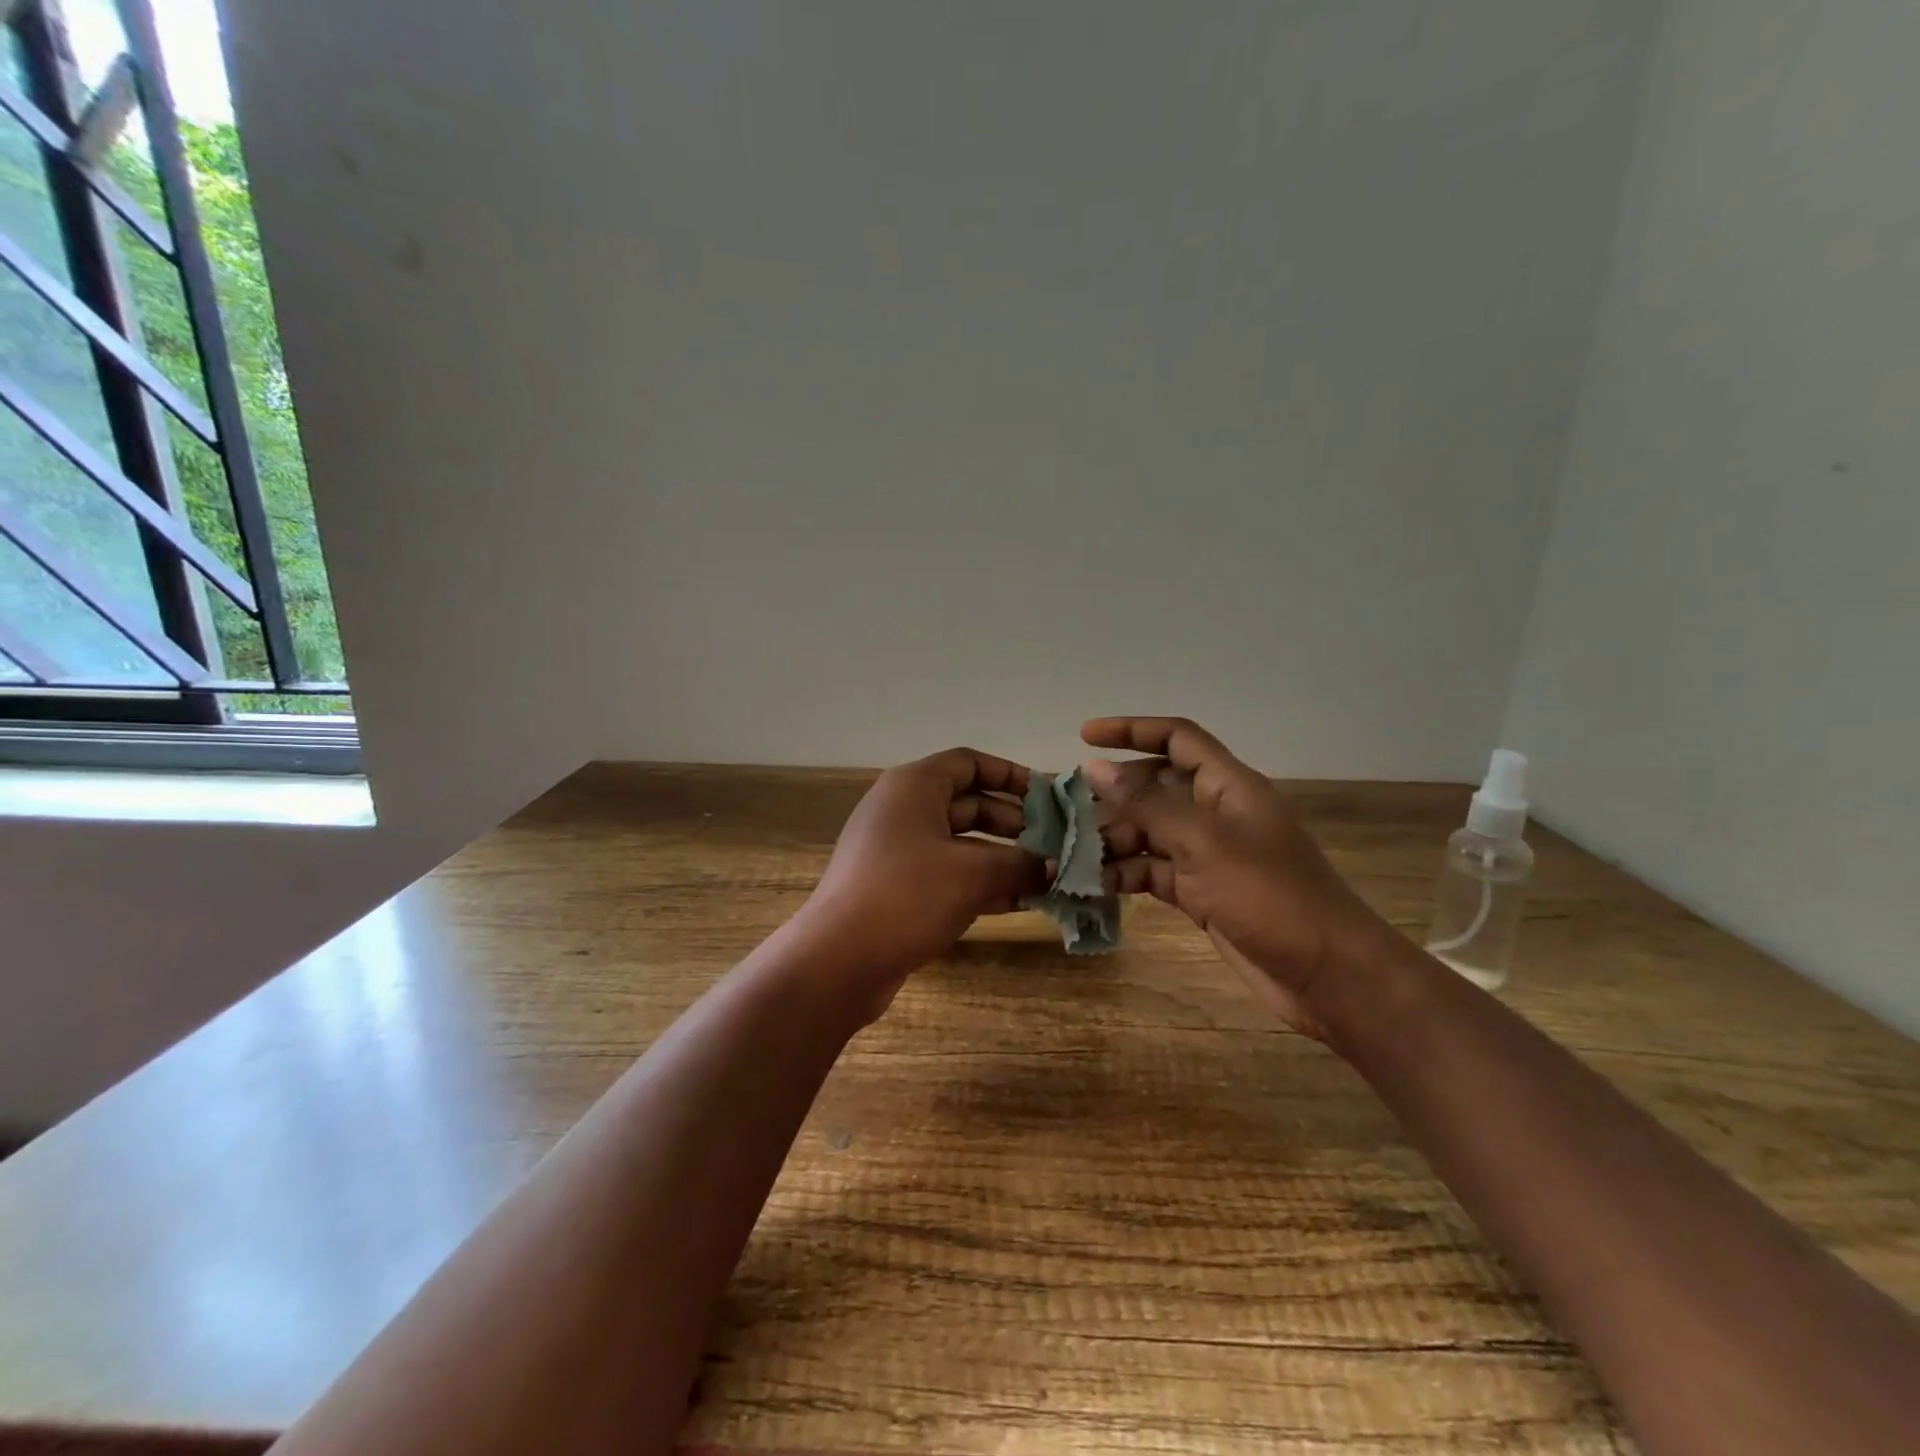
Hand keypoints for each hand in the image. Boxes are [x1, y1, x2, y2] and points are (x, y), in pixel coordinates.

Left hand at [793, 748, 1046, 1021]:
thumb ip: (1020, 864)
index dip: (1010, 775)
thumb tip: (1055, 866)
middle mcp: (903, 810)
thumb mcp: (973, 875)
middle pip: (968, 804)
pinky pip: (948, 874)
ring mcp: (897, 851)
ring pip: (961, 844)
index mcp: (913, 786)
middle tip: (1055, 842)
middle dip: (1014, 823)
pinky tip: (1020, 903)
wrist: (838, 960)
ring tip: (1048, 876)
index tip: (1048, 797)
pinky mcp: (897, 888)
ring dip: (1003, 859)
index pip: (969, 763)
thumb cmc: (907, 896)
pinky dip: (981, 884)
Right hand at [1082, 717, 1391, 1038]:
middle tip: (1065, 811)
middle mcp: (1215, 814)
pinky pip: (1153, 873)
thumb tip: (1094, 768)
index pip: (1177, 739)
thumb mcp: (1203, 843)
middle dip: (1112, 795)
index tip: (1085, 735)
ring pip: (1149, 833)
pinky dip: (1125, 876)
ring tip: (1068, 856)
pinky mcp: (1201, 894)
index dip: (1132, 730)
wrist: (1327, 975)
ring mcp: (1208, 856)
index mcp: (1227, 786)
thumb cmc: (1270, 896)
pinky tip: (1092, 886)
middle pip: (1155, 788)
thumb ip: (1146, 805)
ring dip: (1112, 841)